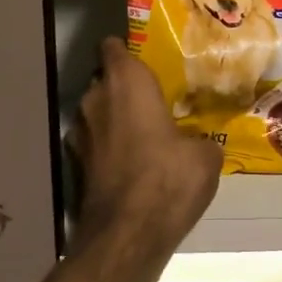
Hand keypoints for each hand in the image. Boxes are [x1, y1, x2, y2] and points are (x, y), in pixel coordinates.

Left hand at [71, 38, 221, 249]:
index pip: (114, 47)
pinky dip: (110, 149)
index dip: (127, 50)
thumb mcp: (206, 155)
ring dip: (116, 120)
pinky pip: (97, 144)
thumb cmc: (169, 178)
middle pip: (106, 81)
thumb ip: (200, 138)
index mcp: (126, 82)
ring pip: (98, 114)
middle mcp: (95, 99)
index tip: (147, 61)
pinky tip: (133, 165)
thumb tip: (197, 144)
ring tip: (146, 135)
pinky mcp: (76, 165)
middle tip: (155, 101)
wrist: (128, 234)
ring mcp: (80, 134)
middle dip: (125, 89)